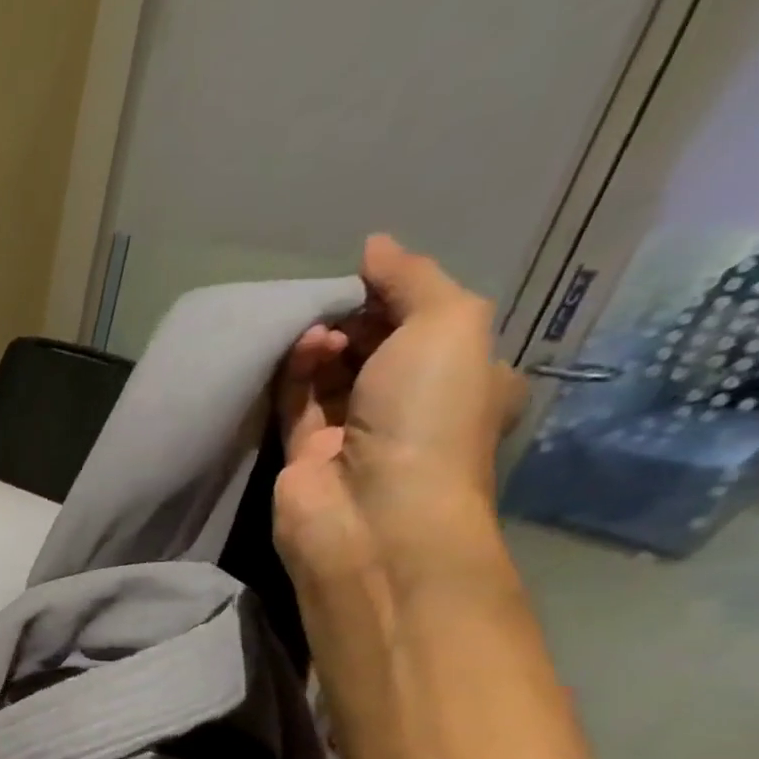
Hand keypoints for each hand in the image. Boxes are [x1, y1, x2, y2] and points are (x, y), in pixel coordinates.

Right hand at [275, 235, 525, 601]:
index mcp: (464, 376)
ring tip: (314, 331)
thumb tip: (373, 247)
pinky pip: (296, 403)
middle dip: (355, 318)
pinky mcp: (303, 455)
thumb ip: (411, 278)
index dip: (399, 294)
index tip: (370, 277)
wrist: (372, 511)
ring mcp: (353, 434)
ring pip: (331, 374)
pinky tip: (296, 350)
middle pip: (375, 347)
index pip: (429, 323)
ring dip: (322, 344)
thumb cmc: (428, 415)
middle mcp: (409, 406)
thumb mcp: (448, 323)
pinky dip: (293, 374)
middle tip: (335, 302)